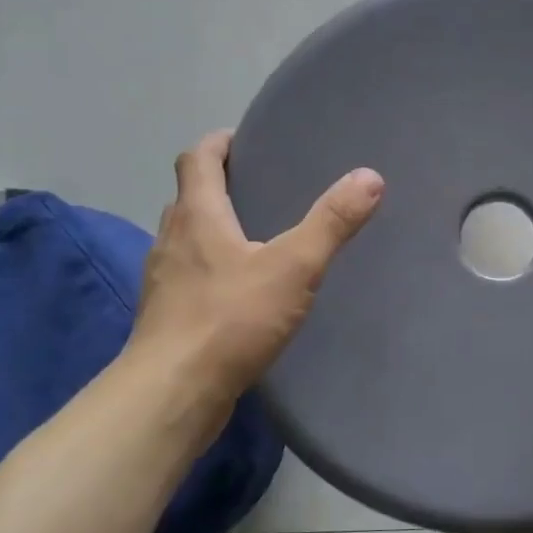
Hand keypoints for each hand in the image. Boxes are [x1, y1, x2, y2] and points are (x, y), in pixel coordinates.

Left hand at [134, 130, 382, 404]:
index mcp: (197, 215)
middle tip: (259, 186)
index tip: (244, 140)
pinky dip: (210, 269)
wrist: (173, 392)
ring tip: (254, 237)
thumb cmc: (230, 320)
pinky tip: (238, 292)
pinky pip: (188, 276)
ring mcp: (163, 280)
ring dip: (212, 228)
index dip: (218, 143)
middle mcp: (171, 239)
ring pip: (186, 238)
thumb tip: (369, 176)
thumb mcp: (293, 268)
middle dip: (218, 184)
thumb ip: (331, 223)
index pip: (197, 159)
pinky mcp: (166, 316)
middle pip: (189, 196)